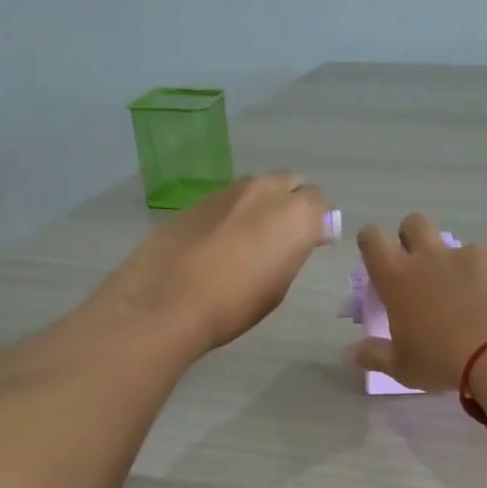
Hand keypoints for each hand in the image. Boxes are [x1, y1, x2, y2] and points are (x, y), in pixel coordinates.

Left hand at [102, 174, 335, 355]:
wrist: (166, 300)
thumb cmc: (234, 304)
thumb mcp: (278, 285)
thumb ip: (294, 251)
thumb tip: (305, 235)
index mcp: (294, 214)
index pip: (320, 201)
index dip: (319, 221)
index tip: (314, 242)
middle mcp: (264, 191)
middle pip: (290, 183)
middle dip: (293, 203)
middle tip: (285, 236)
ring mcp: (228, 191)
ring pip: (257, 189)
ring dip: (262, 206)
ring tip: (252, 240)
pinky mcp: (198, 200)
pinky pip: (228, 201)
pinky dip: (233, 215)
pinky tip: (221, 243)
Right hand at [346, 212, 486, 390]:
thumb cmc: (443, 359)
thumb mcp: (403, 367)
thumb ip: (375, 356)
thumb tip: (350, 353)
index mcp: (397, 278)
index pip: (372, 241)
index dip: (371, 242)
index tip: (375, 255)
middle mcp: (430, 257)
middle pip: (413, 223)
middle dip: (411, 236)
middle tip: (418, 266)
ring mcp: (468, 255)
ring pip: (454, 245)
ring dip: (453, 263)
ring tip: (466, 296)